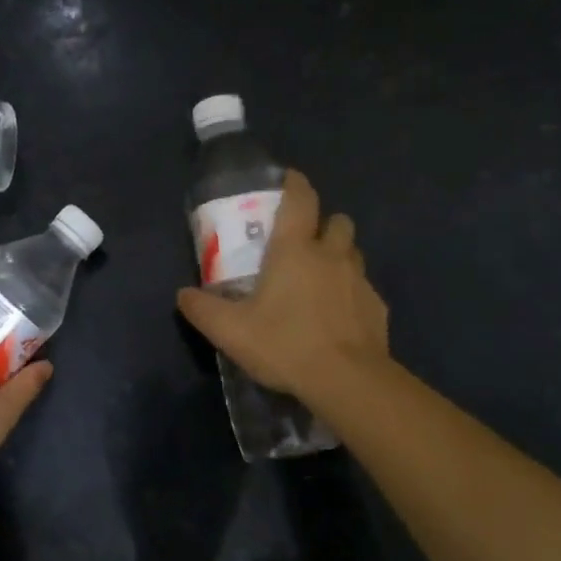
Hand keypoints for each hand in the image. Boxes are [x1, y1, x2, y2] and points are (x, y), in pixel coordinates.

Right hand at [176, 169, 388, 400]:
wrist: (347, 381)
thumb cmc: (285, 344)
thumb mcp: (231, 331)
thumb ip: (203, 309)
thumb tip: (182, 295)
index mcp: (295, 250)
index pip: (301, 199)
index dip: (295, 184)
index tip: (289, 179)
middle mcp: (332, 256)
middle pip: (337, 221)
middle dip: (323, 224)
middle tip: (304, 243)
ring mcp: (360, 281)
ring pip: (353, 253)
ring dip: (339, 257)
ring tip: (320, 280)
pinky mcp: (377, 309)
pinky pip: (364, 290)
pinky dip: (351, 294)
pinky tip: (338, 318)